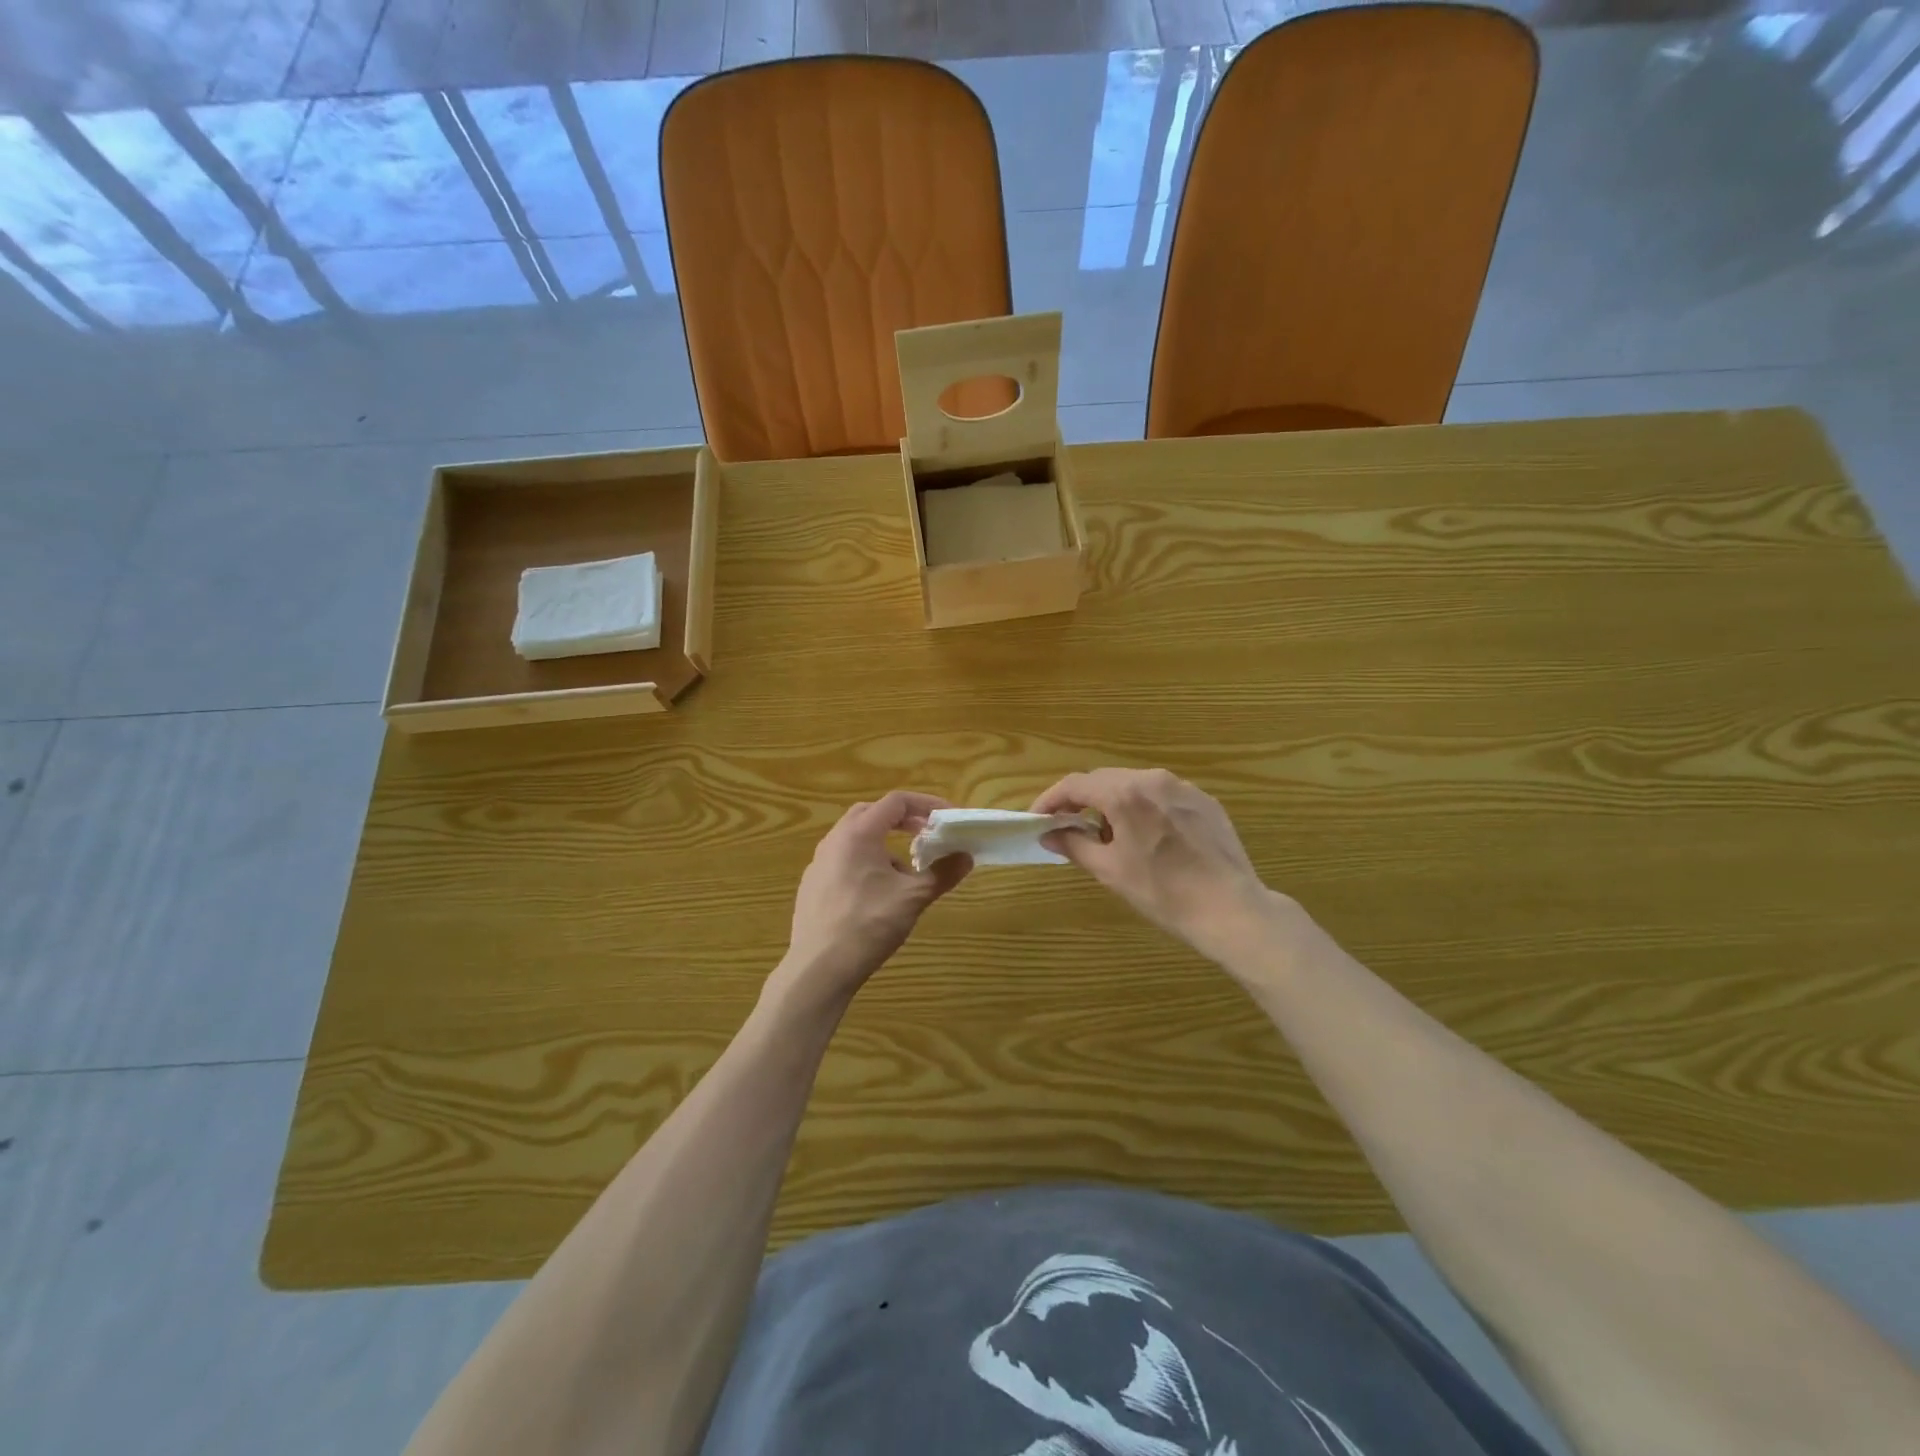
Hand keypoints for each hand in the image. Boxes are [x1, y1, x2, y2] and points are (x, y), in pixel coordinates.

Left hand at [770, 791, 971, 1014]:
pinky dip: (866, 862)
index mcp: (858, 834)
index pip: (895, 801)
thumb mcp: (913, 898)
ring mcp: (818, 864)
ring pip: (855, 838)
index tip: (947, 818)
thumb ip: (942, 873)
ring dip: (884, 843)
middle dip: (902, 819)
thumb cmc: (868, 925)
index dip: (925, 804)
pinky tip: (877, 894)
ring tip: (906, 871)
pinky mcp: (811, 887)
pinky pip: (843, 861)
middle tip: (926, 834)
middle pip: (871, 813)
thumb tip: (966, 857)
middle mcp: (834, 841)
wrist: (818, 969)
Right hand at [1031, 769, 1273, 959]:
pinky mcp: (1205, 801)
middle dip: (1081, 800)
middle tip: (1067, 826)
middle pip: (1104, 780)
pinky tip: (1148, 836)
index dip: (1051, 799)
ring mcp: (1183, 787)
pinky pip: (1163, 795)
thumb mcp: (1110, 871)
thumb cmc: (1163, 892)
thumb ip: (1075, 845)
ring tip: (1108, 834)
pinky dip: (1144, 808)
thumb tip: (1048, 834)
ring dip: (1113, 802)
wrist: (1230, 908)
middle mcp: (1153, 779)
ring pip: (1135, 785)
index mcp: (1125, 794)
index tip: (1038, 818)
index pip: (1075, 785)